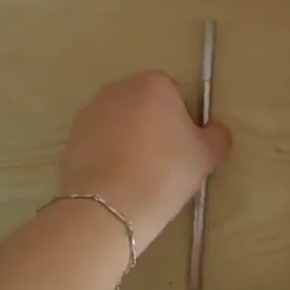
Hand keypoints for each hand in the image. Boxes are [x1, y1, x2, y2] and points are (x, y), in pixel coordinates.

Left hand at [58, 71, 230, 236]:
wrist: (108, 206)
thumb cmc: (165, 171)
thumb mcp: (207, 156)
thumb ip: (218, 136)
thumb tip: (214, 129)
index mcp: (154, 83)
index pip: (177, 95)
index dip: (184, 121)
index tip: (184, 149)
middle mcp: (119, 87)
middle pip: (146, 104)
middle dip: (155, 126)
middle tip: (164, 162)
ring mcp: (91, 110)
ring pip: (121, 122)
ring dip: (130, 139)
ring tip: (138, 174)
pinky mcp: (72, 135)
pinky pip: (100, 140)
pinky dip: (109, 153)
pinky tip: (117, 180)